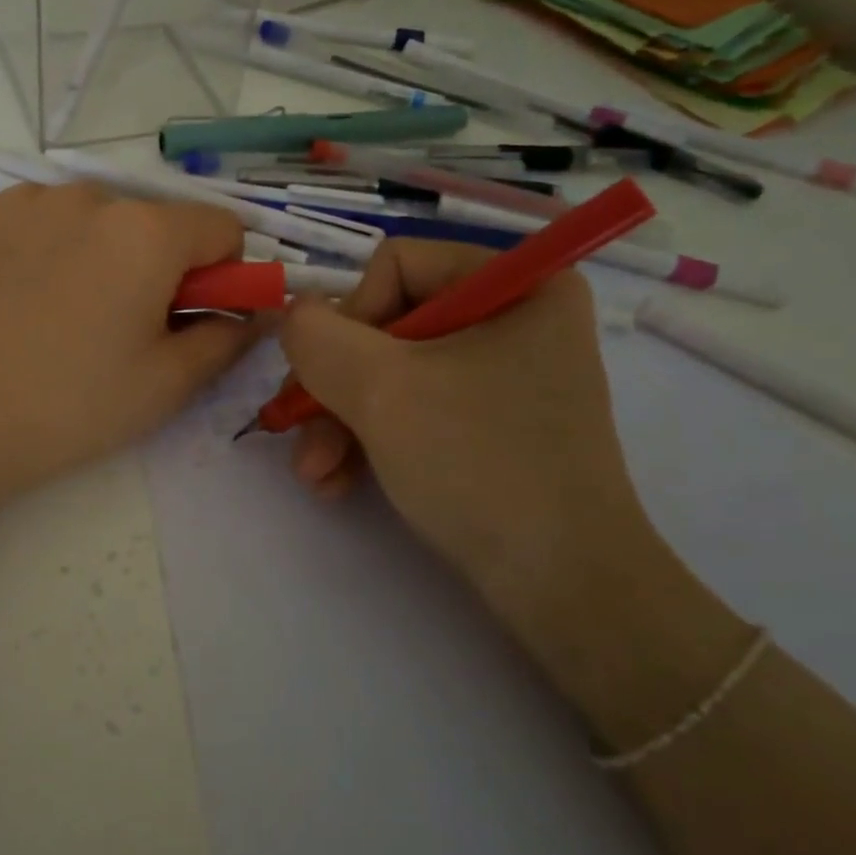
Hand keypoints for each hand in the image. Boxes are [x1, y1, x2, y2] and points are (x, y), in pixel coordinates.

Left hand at [0, 181, 261, 504]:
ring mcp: (27, 198)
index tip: (188, 316)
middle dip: (156, 264)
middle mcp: (90, 195)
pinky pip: (41, 217)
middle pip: (154, 222)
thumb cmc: (71, 407)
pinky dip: (47, 246)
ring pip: (95, 217)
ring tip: (62, 314)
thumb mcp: (167, 384)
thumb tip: (256, 311)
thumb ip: (228, 337)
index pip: (221, 228)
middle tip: (120, 327)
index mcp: (146, 232)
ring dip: (99, 252)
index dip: (220, 274)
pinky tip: (20, 297)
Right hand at [276, 239, 670, 660]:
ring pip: (390, 373)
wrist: (563, 588)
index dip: (349, 319)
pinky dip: (369, 441)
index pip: (395, 266)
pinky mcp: (491, 424)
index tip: (330, 379)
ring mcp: (503, 375)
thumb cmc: (478, 465)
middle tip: (299, 436)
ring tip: (315, 474)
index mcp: (516, 283)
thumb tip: (293, 314)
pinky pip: (414, 409)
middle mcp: (514, 319)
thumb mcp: (380, 389)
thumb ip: (316, 336)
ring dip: (339, 421)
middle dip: (334, 387)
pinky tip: (338, 483)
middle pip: (386, 325)